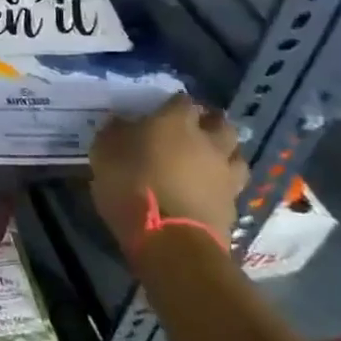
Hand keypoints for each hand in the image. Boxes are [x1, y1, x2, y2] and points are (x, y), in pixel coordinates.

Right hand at [89, 93, 244, 258]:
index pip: (183, 100)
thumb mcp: (105, 153)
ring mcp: (225, 173)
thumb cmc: (132, 185)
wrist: (170, 239)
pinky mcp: (233, 205)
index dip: (174, 103)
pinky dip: (222, 184)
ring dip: (224, 153)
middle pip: (220, 123)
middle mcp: (207, 141)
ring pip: (235, 154)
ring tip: (209, 160)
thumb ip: (115, 133)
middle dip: (210, 123)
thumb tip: (121, 122)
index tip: (163, 110)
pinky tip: (209, 190)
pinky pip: (232, 186)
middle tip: (194, 130)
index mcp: (176, 122)